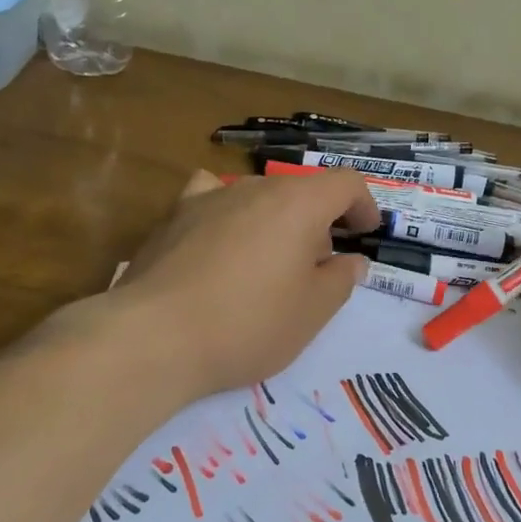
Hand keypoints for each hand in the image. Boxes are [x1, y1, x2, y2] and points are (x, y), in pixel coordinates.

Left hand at [108, 168, 380, 403]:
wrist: (155, 337)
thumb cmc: (248, 324)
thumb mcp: (312, 312)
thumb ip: (341, 280)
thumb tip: (351, 261)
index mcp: (298, 203)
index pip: (346, 183)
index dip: (364, 206)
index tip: (366, 236)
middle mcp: (255, 187)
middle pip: (302, 189)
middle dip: (320, 221)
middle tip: (319, 267)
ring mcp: (209, 197)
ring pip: (259, 196)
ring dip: (277, 220)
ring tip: (270, 262)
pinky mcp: (174, 216)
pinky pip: (211, 197)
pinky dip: (228, 211)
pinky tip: (221, 236)